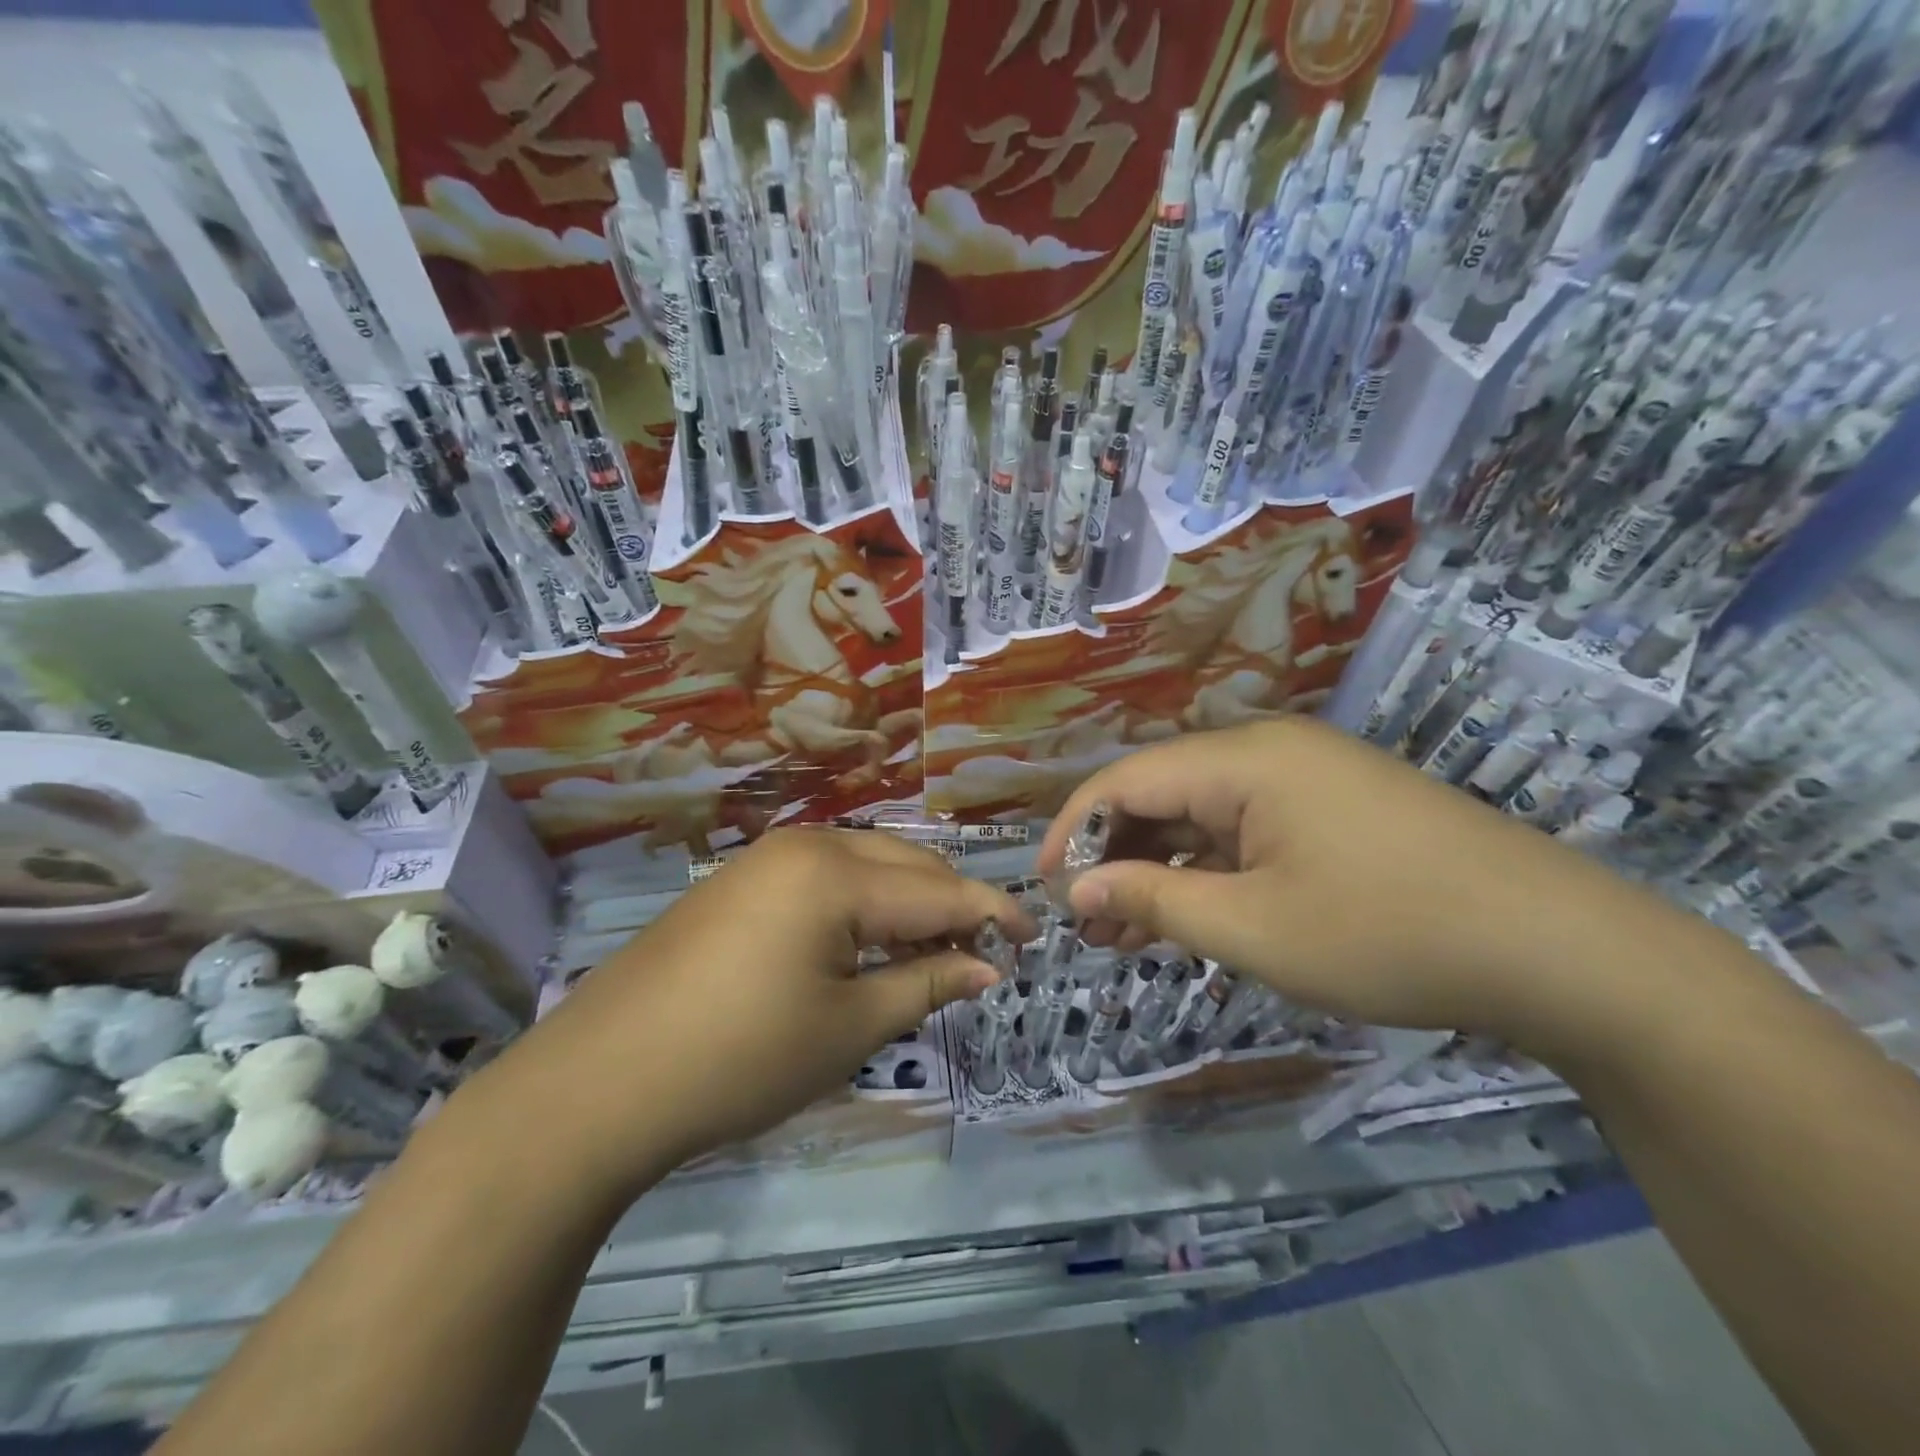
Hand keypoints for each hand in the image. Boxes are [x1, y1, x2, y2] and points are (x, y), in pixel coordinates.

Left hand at [500, 829, 1034, 1192]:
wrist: (598, 1081)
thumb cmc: (740, 1058)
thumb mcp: (848, 1027)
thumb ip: (925, 983)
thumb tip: (988, 966)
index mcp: (837, 874)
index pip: (938, 889)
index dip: (992, 912)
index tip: (1035, 935)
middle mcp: (805, 846)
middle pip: (904, 863)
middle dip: (950, 901)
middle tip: (983, 950)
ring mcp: (764, 858)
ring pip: (864, 863)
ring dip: (905, 898)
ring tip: (931, 946)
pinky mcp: (738, 881)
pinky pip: (823, 875)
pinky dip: (860, 901)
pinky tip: (864, 939)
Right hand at [1037, 718, 1667, 1052]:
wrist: (1564, 951)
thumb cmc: (1389, 934)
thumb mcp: (1252, 928)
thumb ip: (1152, 902)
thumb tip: (1076, 889)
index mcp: (1243, 759)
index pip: (1125, 780)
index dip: (1074, 832)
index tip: (1045, 889)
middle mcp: (1268, 750)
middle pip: (1162, 792)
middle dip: (1115, 857)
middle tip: (1090, 926)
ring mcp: (1307, 776)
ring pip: (1203, 814)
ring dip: (1160, 868)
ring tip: (1129, 934)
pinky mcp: (1335, 807)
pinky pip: (1247, 828)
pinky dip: (1210, 869)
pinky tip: (1193, 913)